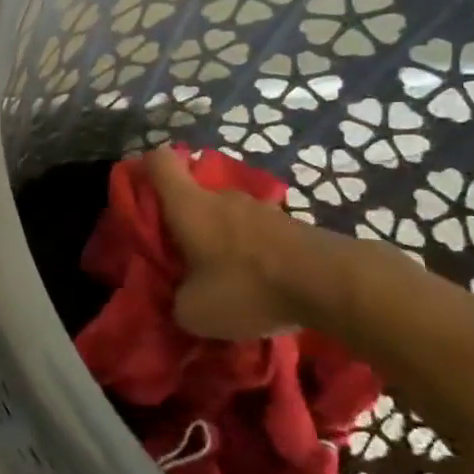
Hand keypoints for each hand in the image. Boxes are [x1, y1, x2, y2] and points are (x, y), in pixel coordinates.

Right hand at [145, 148, 343, 339]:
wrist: (332, 284)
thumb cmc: (247, 287)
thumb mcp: (194, 311)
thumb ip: (176, 300)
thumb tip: (180, 298)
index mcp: (188, 205)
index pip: (159, 161)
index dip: (145, 170)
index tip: (141, 194)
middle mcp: (221, 196)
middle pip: (193, 194)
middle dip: (185, 221)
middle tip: (183, 258)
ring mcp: (260, 208)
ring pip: (226, 216)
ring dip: (221, 239)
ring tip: (225, 278)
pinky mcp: (291, 225)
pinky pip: (256, 234)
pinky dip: (251, 253)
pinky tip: (259, 284)